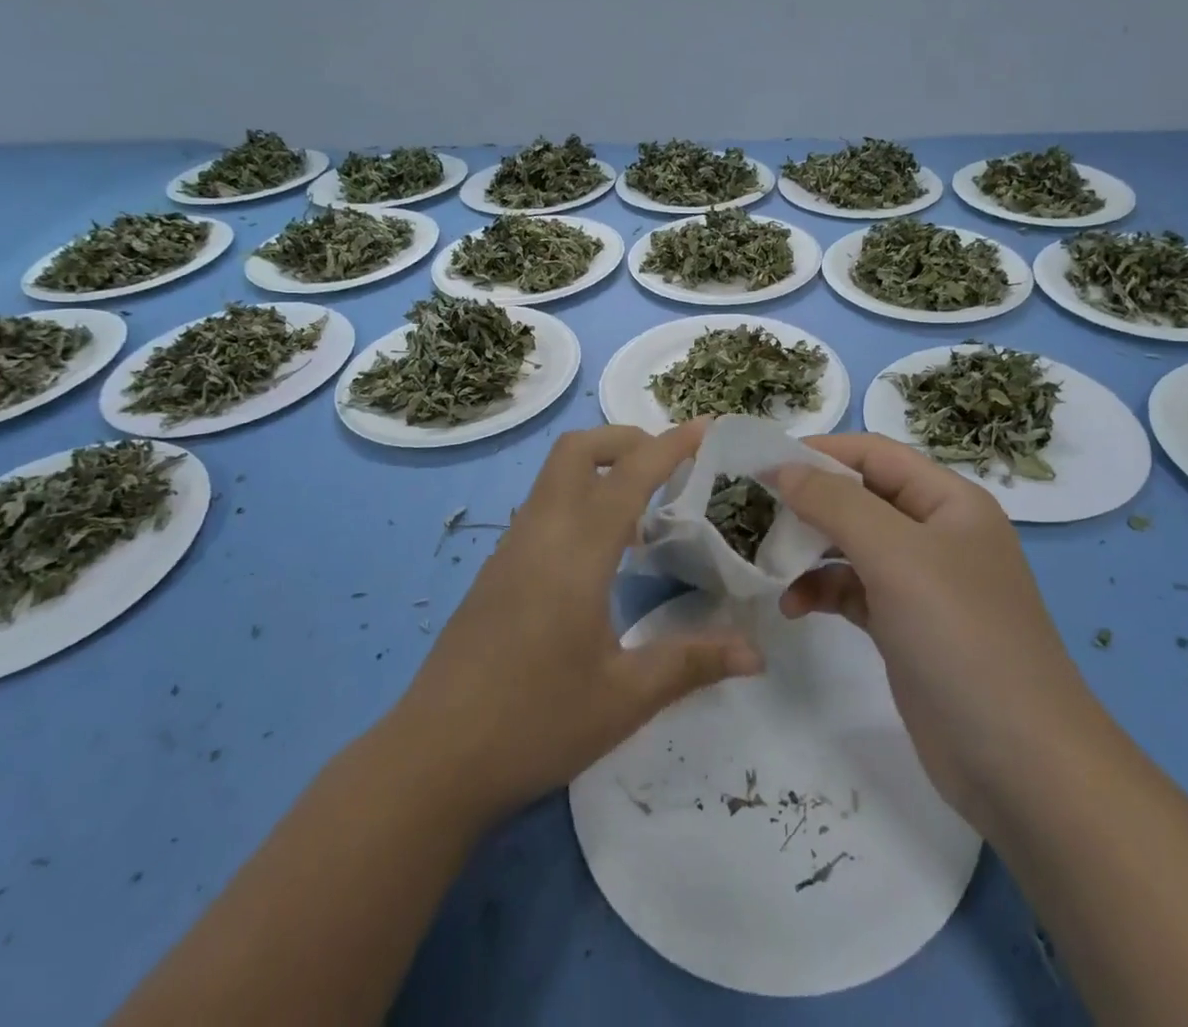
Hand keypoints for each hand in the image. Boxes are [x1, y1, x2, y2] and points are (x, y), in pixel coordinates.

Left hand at [391, 423, 763, 825]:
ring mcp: (511, 549)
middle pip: (577, 449)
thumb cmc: (535, 723)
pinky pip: (542, 507)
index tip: (707, 427)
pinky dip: (578, 500)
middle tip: (668, 469)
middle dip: (625, 440)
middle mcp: (540, 532)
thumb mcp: (624, 698)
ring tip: (642, 514)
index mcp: (576, 551)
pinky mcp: (495, 571)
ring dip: (600, 470)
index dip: (671, 444)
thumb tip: (755, 652)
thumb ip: (691, 663)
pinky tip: (600, 555)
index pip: (630, 475)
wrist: (431, 760)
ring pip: (554, 475)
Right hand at [771, 434, 1090, 835]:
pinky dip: (822, 591)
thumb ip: (835, 503)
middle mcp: (937, 534)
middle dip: (809, 502)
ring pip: (852, 546)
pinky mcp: (905, 628)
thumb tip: (782, 467)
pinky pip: (853, 591)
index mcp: (949, 501)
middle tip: (754, 512)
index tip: (761, 462)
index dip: (819, 451)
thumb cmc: (961, 637)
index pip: (874, 454)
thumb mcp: (896, 556)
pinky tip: (794, 608)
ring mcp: (922, 584)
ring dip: (809, 550)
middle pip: (860, 498)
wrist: (1020, 765)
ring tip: (767, 562)